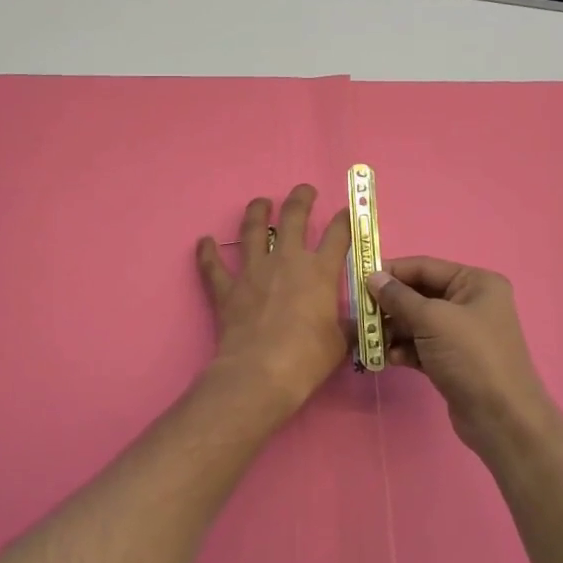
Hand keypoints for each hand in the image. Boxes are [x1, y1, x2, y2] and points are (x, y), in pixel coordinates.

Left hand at [196, 185, 350, 416]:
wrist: (261, 372)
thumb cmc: (308, 358)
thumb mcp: (340, 342)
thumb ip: (346, 325)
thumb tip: (358, 323)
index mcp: (319, 272)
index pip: (337, 235)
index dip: (344, 220)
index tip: (347, 212)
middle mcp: (286, 261)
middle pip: (293, 217)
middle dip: (300, 198)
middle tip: (304, 190)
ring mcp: (252, 272)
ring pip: (252, 230)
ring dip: (256, 212)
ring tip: (260, 202)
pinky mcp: (226, 289)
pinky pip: (213, 266)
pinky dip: (207, 253)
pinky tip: (204, 241)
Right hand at [368, 257, 560, 458]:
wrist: (501, 419)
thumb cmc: (471, 357)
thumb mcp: (432, 320)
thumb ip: (399, 297)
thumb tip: (372, 277)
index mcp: (476, 283)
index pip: (424, 267)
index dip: (391, 272)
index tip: (358, 280)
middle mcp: (471, 303)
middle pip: (418, 295)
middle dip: (389, 306)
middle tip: (361, 315)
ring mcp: (462, 333)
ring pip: (417, 322)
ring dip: (392, 330)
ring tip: (371, 341)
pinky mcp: (452, 359)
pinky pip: (420, 345)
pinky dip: (404, 349)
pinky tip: (389, 359)